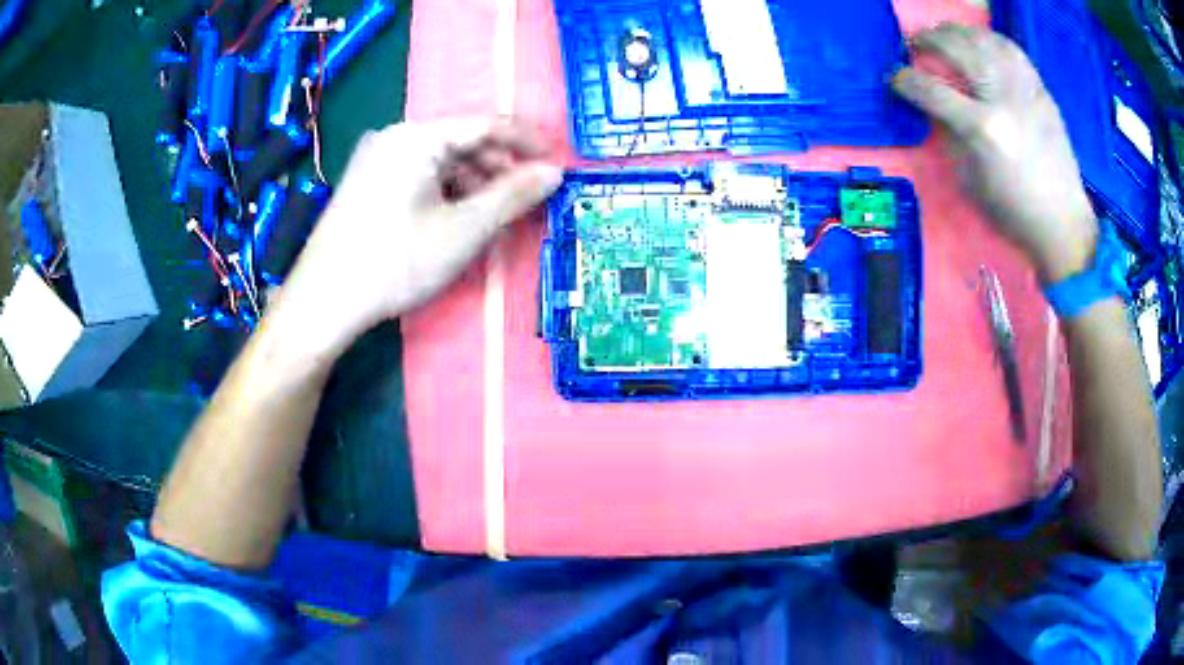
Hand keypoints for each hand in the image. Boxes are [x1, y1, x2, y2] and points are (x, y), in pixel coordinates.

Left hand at [272, 118, 562, 357]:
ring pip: (440, 160)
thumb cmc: (396, 261)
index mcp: (416, 136)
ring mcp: (376, 160)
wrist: (323, 302)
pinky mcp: (366, 183)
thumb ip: (513, 195)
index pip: (485, 124)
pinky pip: (418, 175)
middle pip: (461, 141)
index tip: (557, 163)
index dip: (527, 142)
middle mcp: (394, 136)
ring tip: (497, 214)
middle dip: (500, 167)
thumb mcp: (464, 229)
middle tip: (529, 197)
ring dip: (474, 182)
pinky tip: (459, 218)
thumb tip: (554, 172)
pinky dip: (446, 192)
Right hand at [892, 24, 1097, 281]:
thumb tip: (935, 107)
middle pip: (957, 49)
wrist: (1064, 224)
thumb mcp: (971, 182)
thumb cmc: (1014, 213)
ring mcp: (1026, 91)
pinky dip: (991, 39)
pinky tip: (981, 42)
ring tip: (946, 35)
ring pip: (984, 39)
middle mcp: (1003, 99)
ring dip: (958, 32)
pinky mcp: (1042, 92)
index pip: (932, 90)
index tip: (894, 77)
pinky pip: (1013, 50)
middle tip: (915, 44)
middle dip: (927, 40)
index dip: (905, 80)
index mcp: (983, 129)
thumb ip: (950, 136)